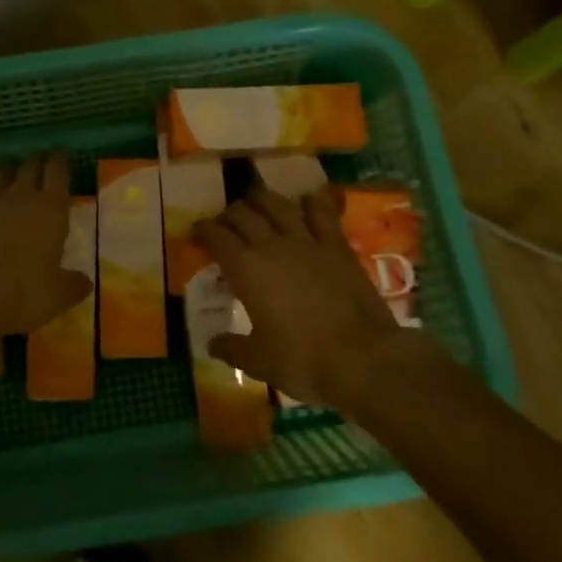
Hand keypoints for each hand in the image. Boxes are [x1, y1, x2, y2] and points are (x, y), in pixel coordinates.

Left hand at [0, 153, 91, 338]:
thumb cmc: (18, 293)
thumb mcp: (56, 297)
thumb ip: (73, 285)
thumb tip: (85, 281)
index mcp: (51, 210)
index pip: (58, 171)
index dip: (61, 160)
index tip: (62, 156)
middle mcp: (20, 194)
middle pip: (30, 164)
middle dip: (36, 161)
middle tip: (39, 163)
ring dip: (7, 169)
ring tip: (8, 173)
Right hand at [193, 184, 409, 410]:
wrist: (363, 358)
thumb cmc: (303, 360)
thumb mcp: (259, 362)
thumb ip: (232, 348)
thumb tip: (212, 344)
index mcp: (245, 269)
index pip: (216, 237)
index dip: (203, 230)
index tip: (197, 231)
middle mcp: (271, 245)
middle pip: (243, 214)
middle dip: (230, 214)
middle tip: (226, 222)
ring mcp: (307, 241)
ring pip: (277, 204)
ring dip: (262, 199)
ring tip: (256, 201)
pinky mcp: (337, 245)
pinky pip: (322, 212)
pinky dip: (311, 202)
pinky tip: (307, 200)